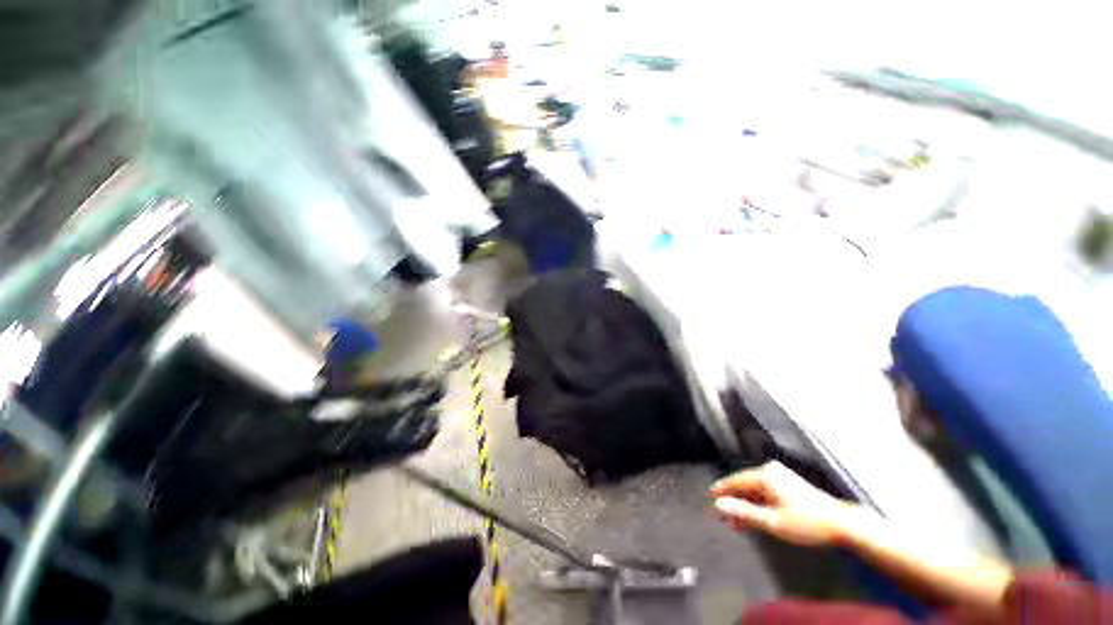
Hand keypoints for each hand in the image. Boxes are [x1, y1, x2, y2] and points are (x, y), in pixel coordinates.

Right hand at [710, 461, 858, 546]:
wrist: (842, 524)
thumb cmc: (806, 523)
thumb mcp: (772, 521)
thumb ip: (743, 512)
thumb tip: (718, 505)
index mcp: (764, 475)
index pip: (734, 481)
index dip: (721, 491)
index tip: (709, 500)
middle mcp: (770, 471)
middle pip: (744, 484)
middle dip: (733, 501)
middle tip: (722, 516)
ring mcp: (780, 476)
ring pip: (754, 489)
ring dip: (745, 504)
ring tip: (737, 522)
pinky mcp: (789, 483)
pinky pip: (765, 491)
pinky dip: (758, 503)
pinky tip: (755, 516)